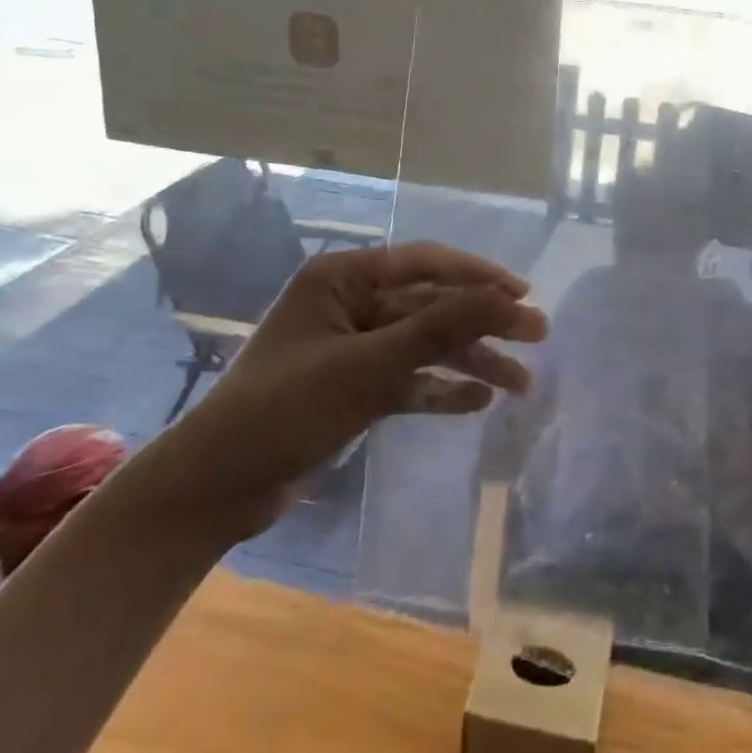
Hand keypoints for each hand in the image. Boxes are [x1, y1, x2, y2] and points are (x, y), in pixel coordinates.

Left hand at [146, 241, 545, 543]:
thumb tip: (510, 298)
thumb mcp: (369, 365)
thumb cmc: (287, 408)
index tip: (524, 294)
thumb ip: (440, 328)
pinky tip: (478, 401)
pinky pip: (408, 378)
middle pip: (432, 304)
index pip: (427, 263)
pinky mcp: (351, 386)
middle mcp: (350, 301)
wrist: (214, 489)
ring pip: (425, 344)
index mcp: (343, 276)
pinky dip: (440, 388)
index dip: (480, 276)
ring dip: (470, 360)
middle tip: (537, 336)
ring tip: (521, 383)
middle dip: (483, 323)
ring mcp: (351, 346)